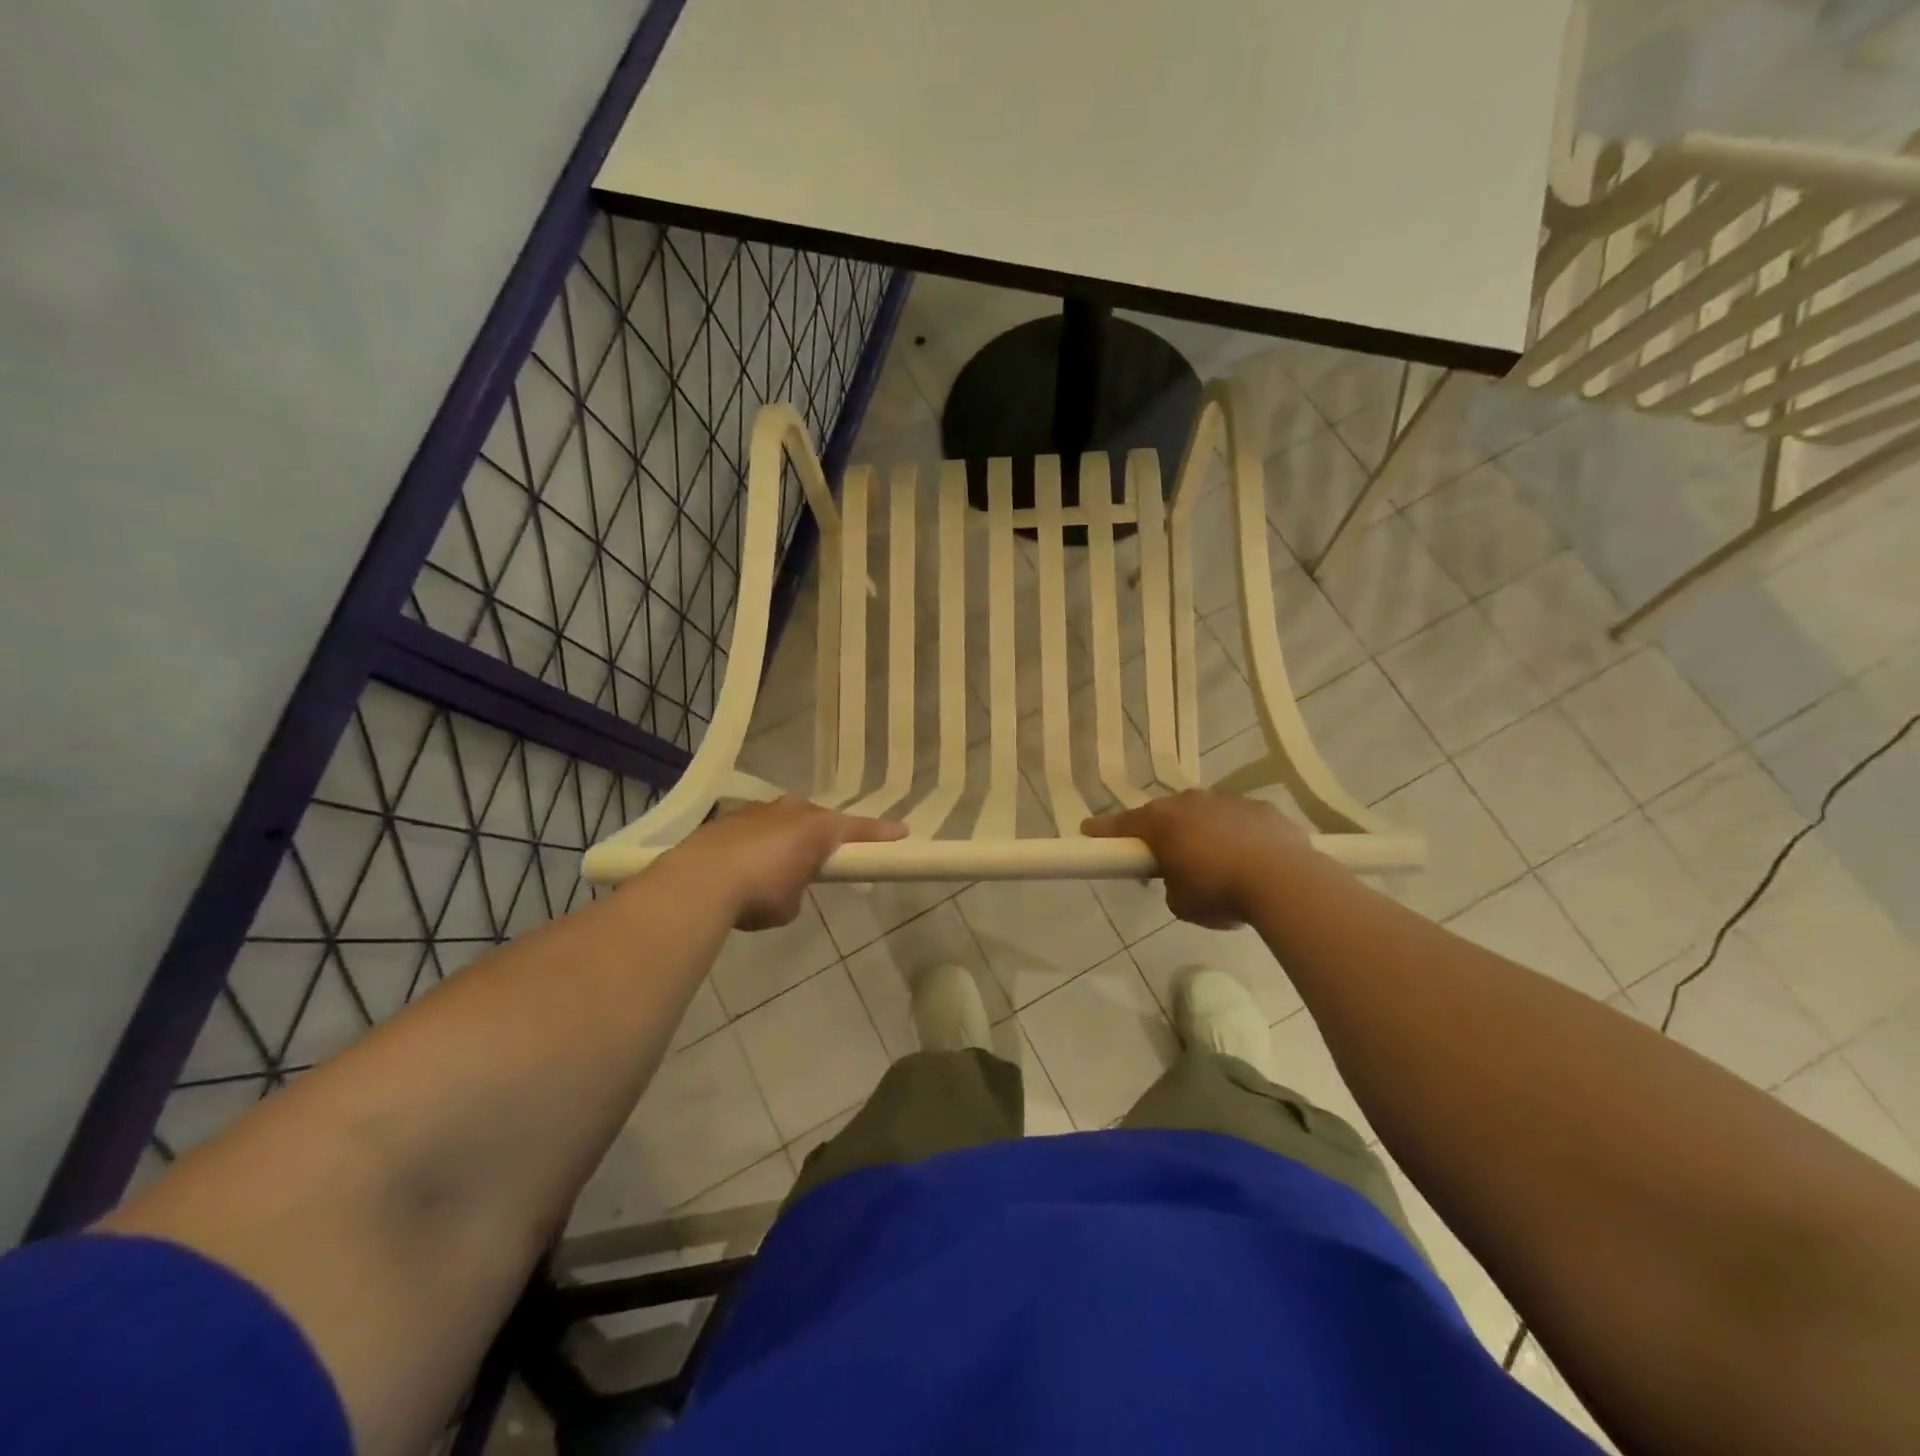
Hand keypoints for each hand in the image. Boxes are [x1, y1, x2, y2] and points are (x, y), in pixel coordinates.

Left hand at [675, 797, 906, 929]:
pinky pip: (755, 828)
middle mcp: (791, 810)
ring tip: (776, 865)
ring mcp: (758, 810)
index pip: (859, 829)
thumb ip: (798, 889)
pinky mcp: (728, 818)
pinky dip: (756, 844)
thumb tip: (786, 887)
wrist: (700, 880)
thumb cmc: (760, 892)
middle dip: (823, 835)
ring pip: (784, 820)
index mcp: (818, 828)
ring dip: (786, 838)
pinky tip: (743, 866)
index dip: (881, 833)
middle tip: (823, 857)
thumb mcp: (790, 904)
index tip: (902, 832)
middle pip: (818, 819)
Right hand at [1084, 791, 1311, 928]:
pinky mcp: (1262, 808)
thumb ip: (1171, 884)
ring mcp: (1229, 801)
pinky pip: (1240, 821)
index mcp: (1162, 822)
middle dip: (1163, 832)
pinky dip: (1237, 836)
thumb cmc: (1219, 891)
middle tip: (1165, 857)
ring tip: (1215, 863)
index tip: (1088, 830)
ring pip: (1205, 814)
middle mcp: (1191, 802)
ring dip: (1203, 832)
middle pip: (1167, 815)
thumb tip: (1182, 878)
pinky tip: (1249, 859)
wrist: (1284, 881)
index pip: (1123, 824)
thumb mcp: (1180, 902)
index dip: (1104, 830)